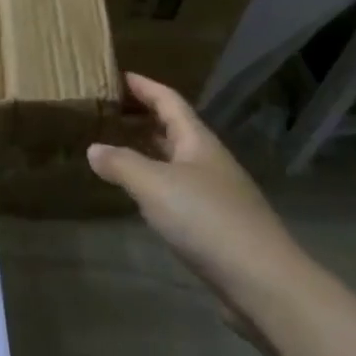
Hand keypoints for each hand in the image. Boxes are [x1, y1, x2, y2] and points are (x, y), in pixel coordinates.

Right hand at [87, 74, 300, 324]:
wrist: (262, 281)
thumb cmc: (207, 219)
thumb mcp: (155, 185)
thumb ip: (121, 164)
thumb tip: (93, 148)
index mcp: (198, 141)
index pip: (169, 101)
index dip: (144, 86)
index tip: (119, 75)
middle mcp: (209, 161)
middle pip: (175, 128)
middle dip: (145, 116)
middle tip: (110, 110)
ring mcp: (216, 193)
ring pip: (176, 160)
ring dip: (149, 150)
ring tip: (118, 147)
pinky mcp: (216, 224)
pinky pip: (178, 190)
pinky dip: (156, 182)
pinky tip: (142, 195)